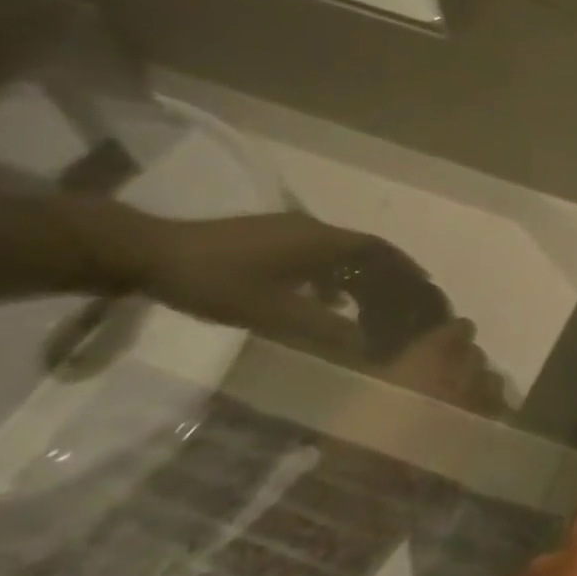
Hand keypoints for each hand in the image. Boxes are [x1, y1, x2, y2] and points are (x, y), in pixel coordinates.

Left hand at [113, 209, 391, 355]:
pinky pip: (317, 254)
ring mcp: (288, 230)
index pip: (378, 250)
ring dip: (358, 275)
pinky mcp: (268, 237)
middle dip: (387, 273)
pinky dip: (332, 275)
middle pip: (363, 248)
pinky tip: (323, 299)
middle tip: (403, 300)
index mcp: (320, 241)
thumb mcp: (273, 312)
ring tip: (370, 305)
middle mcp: (312, 229)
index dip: (406, 267)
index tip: (426, 286)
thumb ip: (323, 328)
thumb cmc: (218, 281)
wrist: (150, 252)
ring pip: (339, 252)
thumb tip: (368, 346)